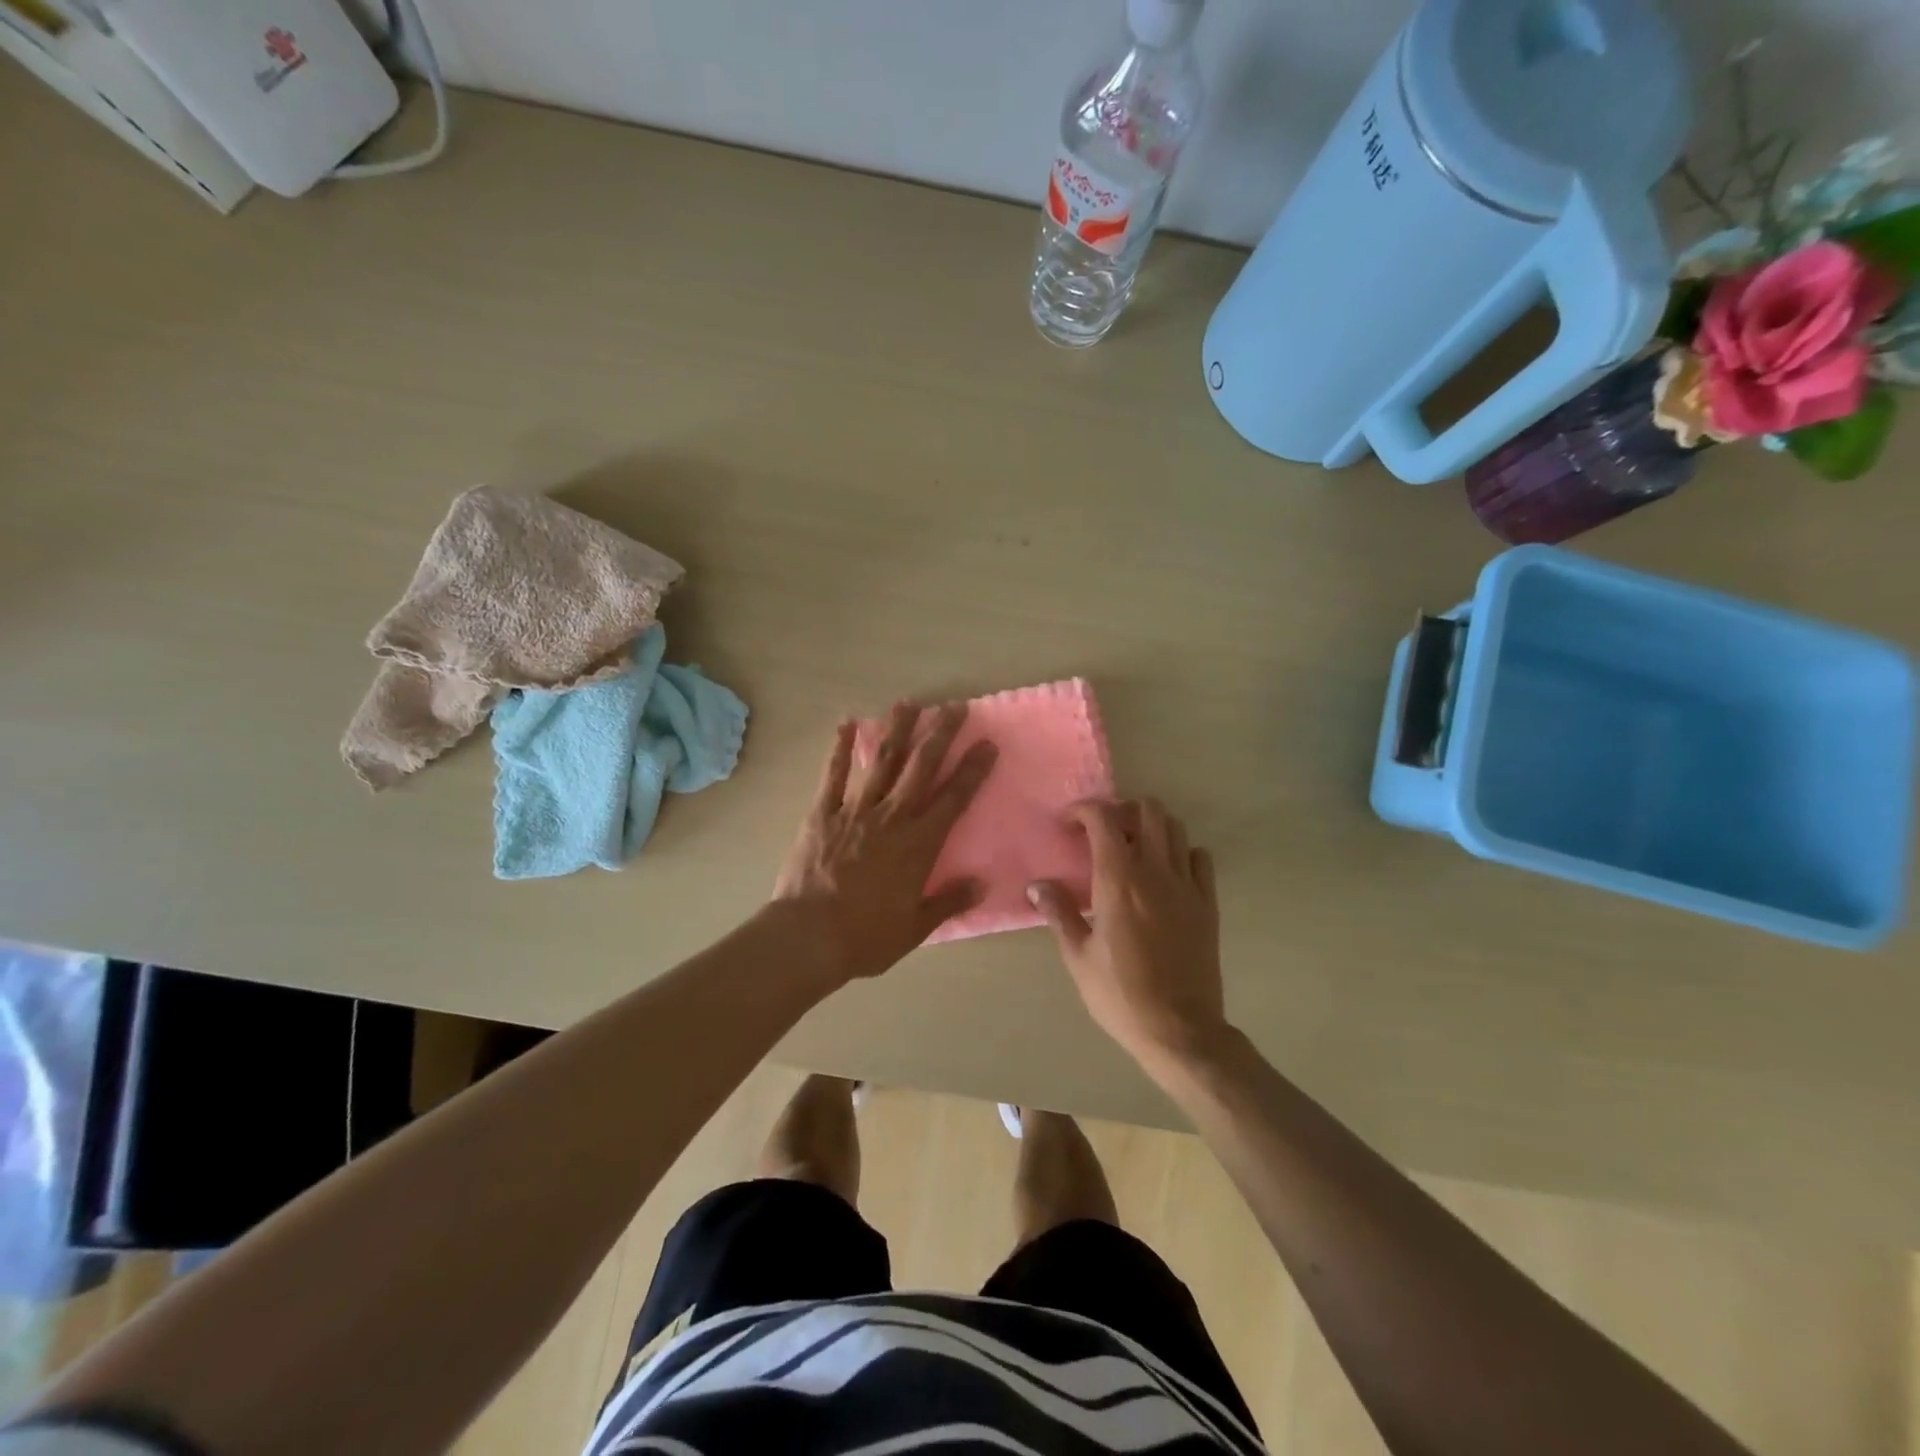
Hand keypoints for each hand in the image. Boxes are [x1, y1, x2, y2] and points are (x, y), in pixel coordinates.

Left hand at [774, 702, 996, 984]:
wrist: (809, 936)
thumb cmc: (867, 936)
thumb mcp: (916, 927)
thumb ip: (950, 901)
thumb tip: (982, 883)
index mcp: (919, 844)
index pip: (954, 798)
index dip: (973, 770)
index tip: (987, 743)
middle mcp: (892, 818)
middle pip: (921, 768)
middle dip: (940, 735)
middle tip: (954, 707)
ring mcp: (855, 811)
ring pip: (882, 762)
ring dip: (897, 730)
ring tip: (909, 703)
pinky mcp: (822, 814)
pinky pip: (833, 776)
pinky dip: (840, 749)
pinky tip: (846, 724)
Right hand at [1029, 798, 1228, 1070]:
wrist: (1179, 1029)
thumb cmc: (1120, 994)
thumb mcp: (1078, 956)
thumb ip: (1059, 912)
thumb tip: (1037, 886)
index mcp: (1119, 880)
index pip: (1103, 818)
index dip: (1084, 810)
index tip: (1069, 825)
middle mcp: (1156, 871)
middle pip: (1148, 809)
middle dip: (1122, 810)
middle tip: (1104, 832)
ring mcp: (1187, 885)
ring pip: (1176, 828)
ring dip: (1151, 827)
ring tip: (1133, 848)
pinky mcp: (1207, 903)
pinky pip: (1199, 858)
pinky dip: (1181, 852)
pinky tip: (1166, 873)